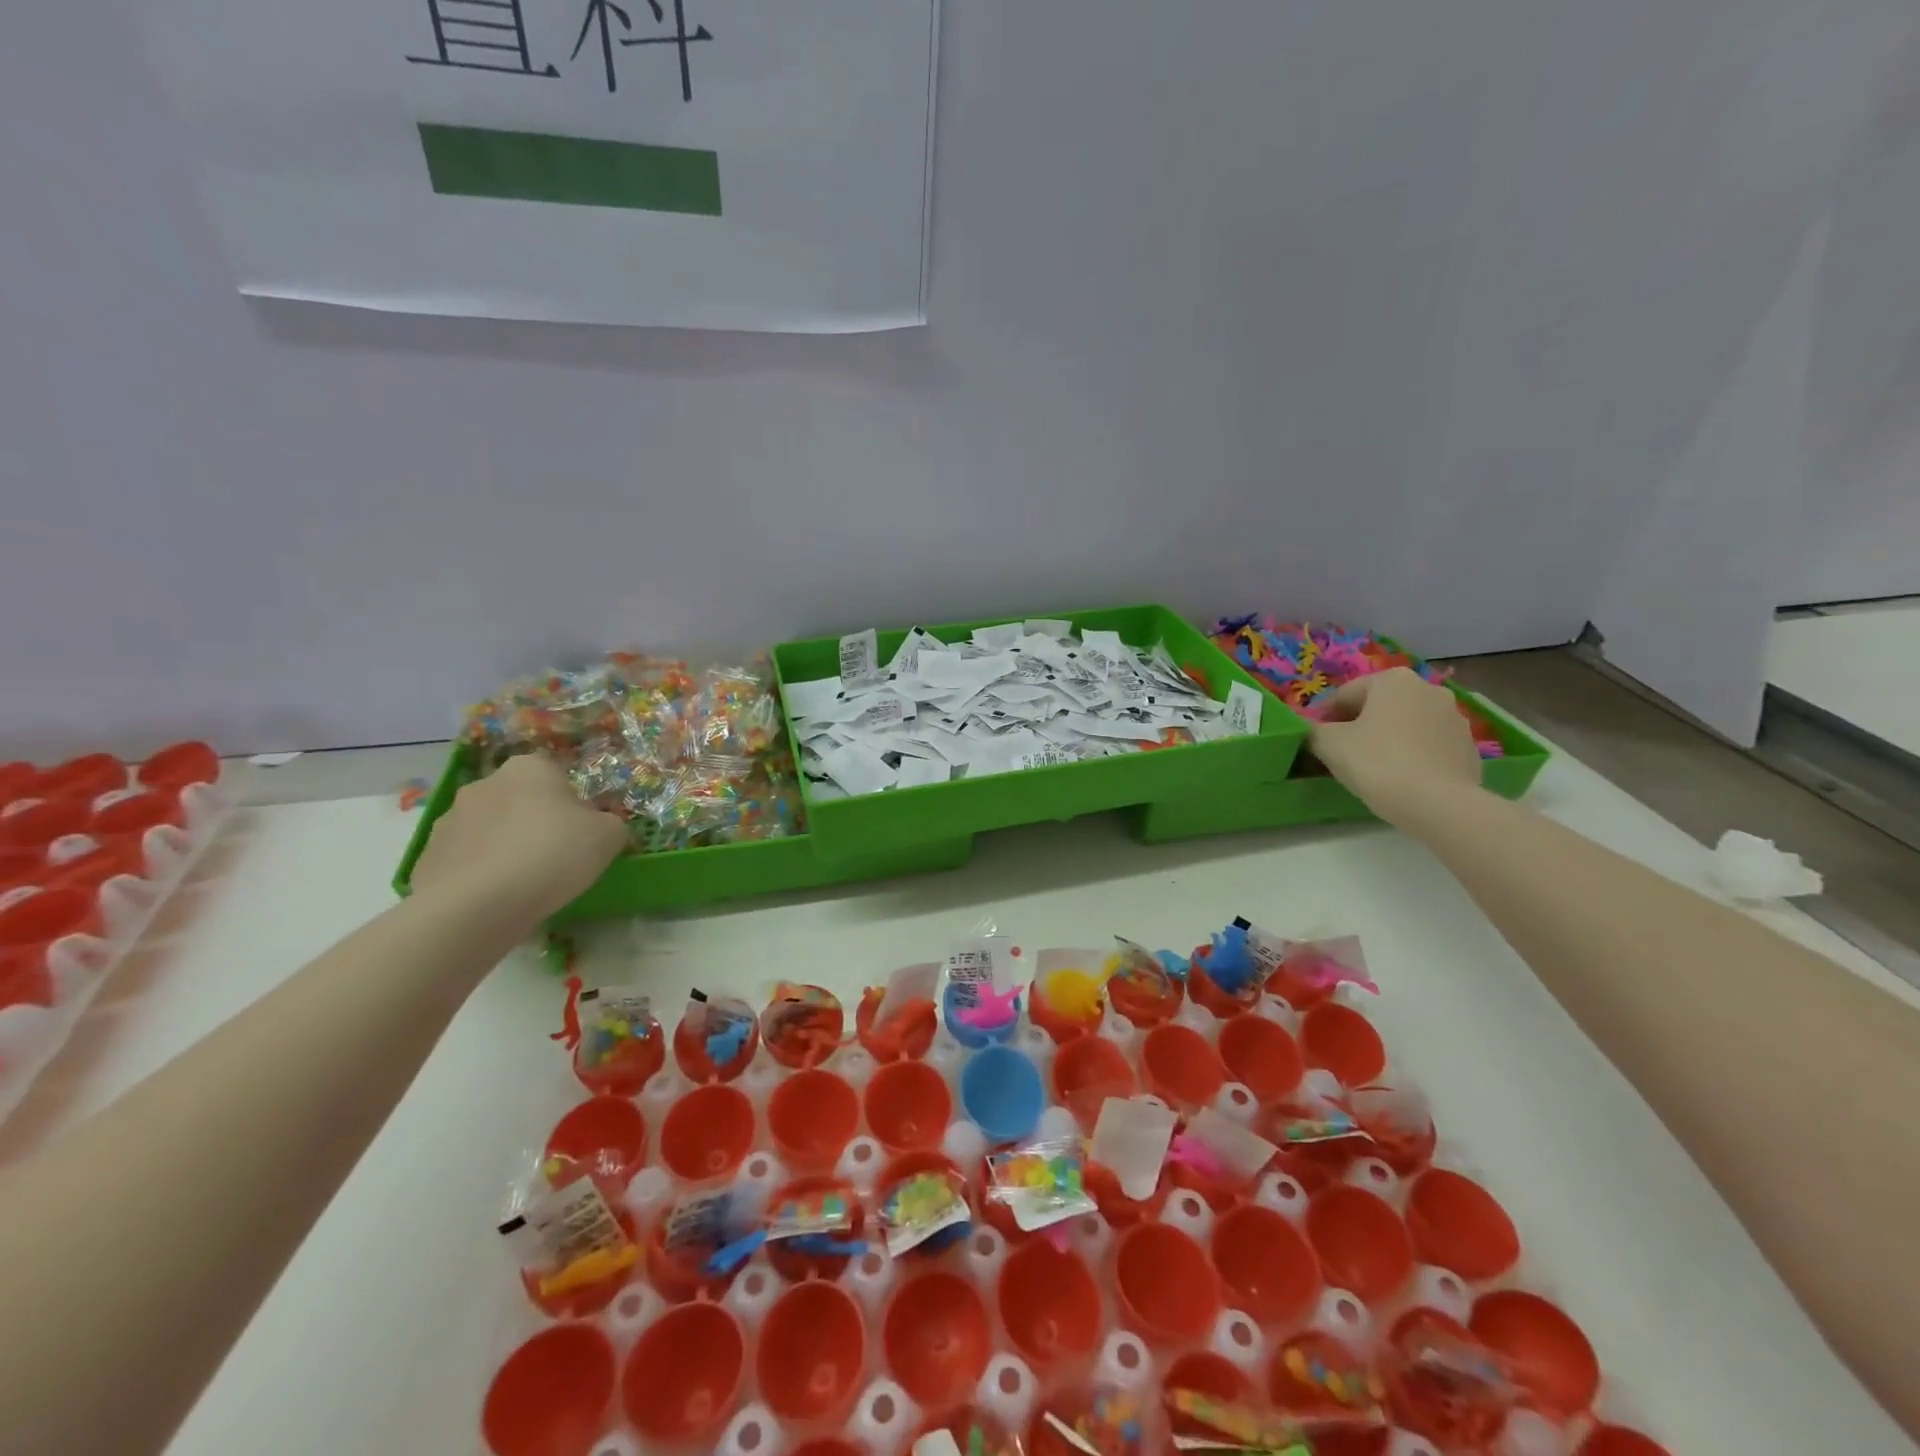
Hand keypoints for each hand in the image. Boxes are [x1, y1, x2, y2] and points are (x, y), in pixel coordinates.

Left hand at [413, 754, 625, 920]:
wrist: (478, 905)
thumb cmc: (554, 854)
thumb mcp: (610, 835)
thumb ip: (610, 823)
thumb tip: (599, 826)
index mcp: (529, 768)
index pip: (557, 776)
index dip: (573, 805)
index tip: (581, 833)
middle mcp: (485, 784)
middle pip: (521, 801)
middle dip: (536, 823)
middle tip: (557, 858)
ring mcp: (449, 820)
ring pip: (491, 830)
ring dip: (506, 847)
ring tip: (525, 884)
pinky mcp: (428, 857)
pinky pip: (466, 861)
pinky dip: (481, 874)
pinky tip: (496, 899)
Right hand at [1308, 668, 1484, 828]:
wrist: (1438, 804)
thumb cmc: (1377, 762)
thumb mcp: (1329, 744)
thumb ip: (1313, 731)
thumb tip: (1312, 731)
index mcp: (1393, 680)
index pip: (1345, 695)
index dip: (1325, 718)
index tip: (1316, 742)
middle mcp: (1428, 689)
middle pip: (1379, 706)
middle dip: (1359, 726)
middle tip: (1342, 754)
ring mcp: (1455, 718)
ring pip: (1406, 725)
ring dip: (1387, 739)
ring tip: (1372, 768)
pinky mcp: (1468, 747)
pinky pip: (1428, 746)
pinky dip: (1411, 755)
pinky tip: (1401, 778)